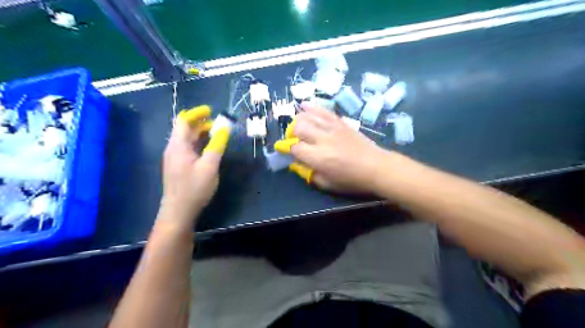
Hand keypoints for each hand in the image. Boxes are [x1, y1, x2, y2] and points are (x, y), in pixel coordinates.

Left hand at [162, 107, 232, 226]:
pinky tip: (209, 148)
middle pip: (184, 129)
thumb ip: (217, 145)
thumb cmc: (194, 188)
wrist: (178, 211)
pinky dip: (198, 144)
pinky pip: (188, 148)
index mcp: (178, 146)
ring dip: (200, 133)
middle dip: (200, 123)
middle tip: (218, 123)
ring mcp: (174, 158)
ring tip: (216, 133)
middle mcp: (173, 149)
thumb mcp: (210, 166)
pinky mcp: (178, 166)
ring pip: (186, 139)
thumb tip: (224, 129)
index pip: (184, 121)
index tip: (211, 111)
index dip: (197, 113)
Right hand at [277, 103, 389, 193]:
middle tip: (294, 139)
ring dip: (299, 120)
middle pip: (298, 127)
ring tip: (299, 126)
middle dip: (292, 133)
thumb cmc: (352, 180)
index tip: (288, 151)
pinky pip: (323, 111)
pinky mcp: (340, 122)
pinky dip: (312, 108)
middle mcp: (322, 139)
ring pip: (308, 116)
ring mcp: (332, 128)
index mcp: (318, 157)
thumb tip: (298, 163)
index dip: (288, 149)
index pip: (295, 147)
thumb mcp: (327, 184)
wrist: (376, 166)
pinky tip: (304, 106)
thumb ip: (310, 173)